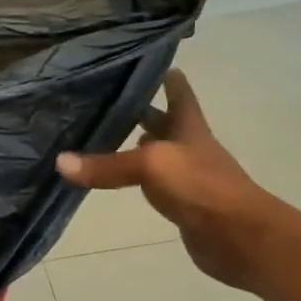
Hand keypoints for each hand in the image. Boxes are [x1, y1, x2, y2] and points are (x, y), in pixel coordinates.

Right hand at [56, 70, 290, 290]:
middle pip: (165, 123)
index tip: (150, 61)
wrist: (240, 238)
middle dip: (142, 111)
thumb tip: (59, 162)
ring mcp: (188, 177)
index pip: (179, 94)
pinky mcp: (183, 204)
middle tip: (110, 98)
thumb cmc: (201, 186)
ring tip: (103, 135)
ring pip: (156, 154)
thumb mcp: (150, 166)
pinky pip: (153, 185)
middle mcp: (189, 148)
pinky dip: (135, 179)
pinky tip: (116, 179)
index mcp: (189, 128)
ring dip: (136, 145)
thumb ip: (106, 165)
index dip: (167, 78)